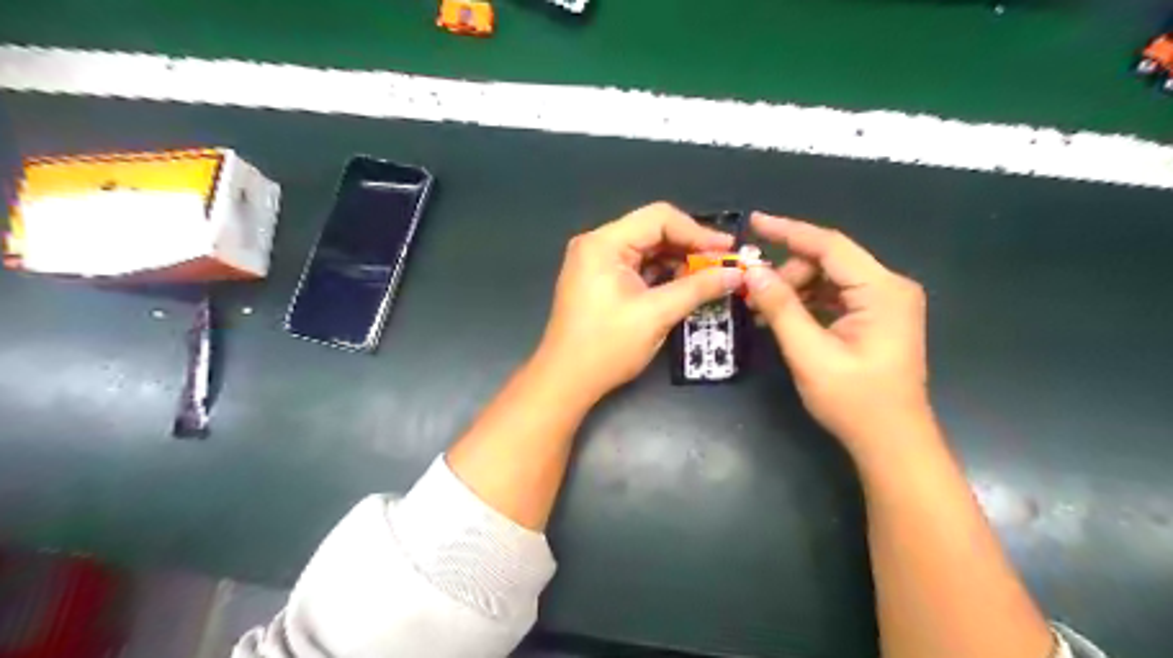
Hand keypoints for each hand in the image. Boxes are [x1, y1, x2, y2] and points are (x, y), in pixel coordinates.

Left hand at [536, 204, 734, 403]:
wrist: (566, 381)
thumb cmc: (607, 347)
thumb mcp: (657, 314)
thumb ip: (698, 288)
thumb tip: (736, 274)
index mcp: (604, 243)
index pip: (659, 218)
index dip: (697, 232)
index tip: (727, 251)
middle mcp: (597, 245)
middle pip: (653, 231)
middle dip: (690, 247)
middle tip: (723, 265)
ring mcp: (596, 263)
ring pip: (647, 250)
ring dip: (678, 262)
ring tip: (709, 277)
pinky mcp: (600, 281)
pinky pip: (637, 268)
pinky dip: (662, 275)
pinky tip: (685, 286)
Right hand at [741, 212, 935, 459]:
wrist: (892, 442)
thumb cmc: (854, 401)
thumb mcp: (810, 354)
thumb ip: (781, 308)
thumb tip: (752, 273)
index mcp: (882, 290)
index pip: (829, 245)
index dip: (788, 231)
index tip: (754, 222)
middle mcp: (890, 287)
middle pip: (829, 260)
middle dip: (788, 273)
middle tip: (755, 296)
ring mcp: (886, 302)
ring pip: (830, 278)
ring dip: (795, 289)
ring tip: (762, 310)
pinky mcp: (878, 317)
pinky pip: (836, 296)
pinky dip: (808, 302)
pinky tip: (783, 317)